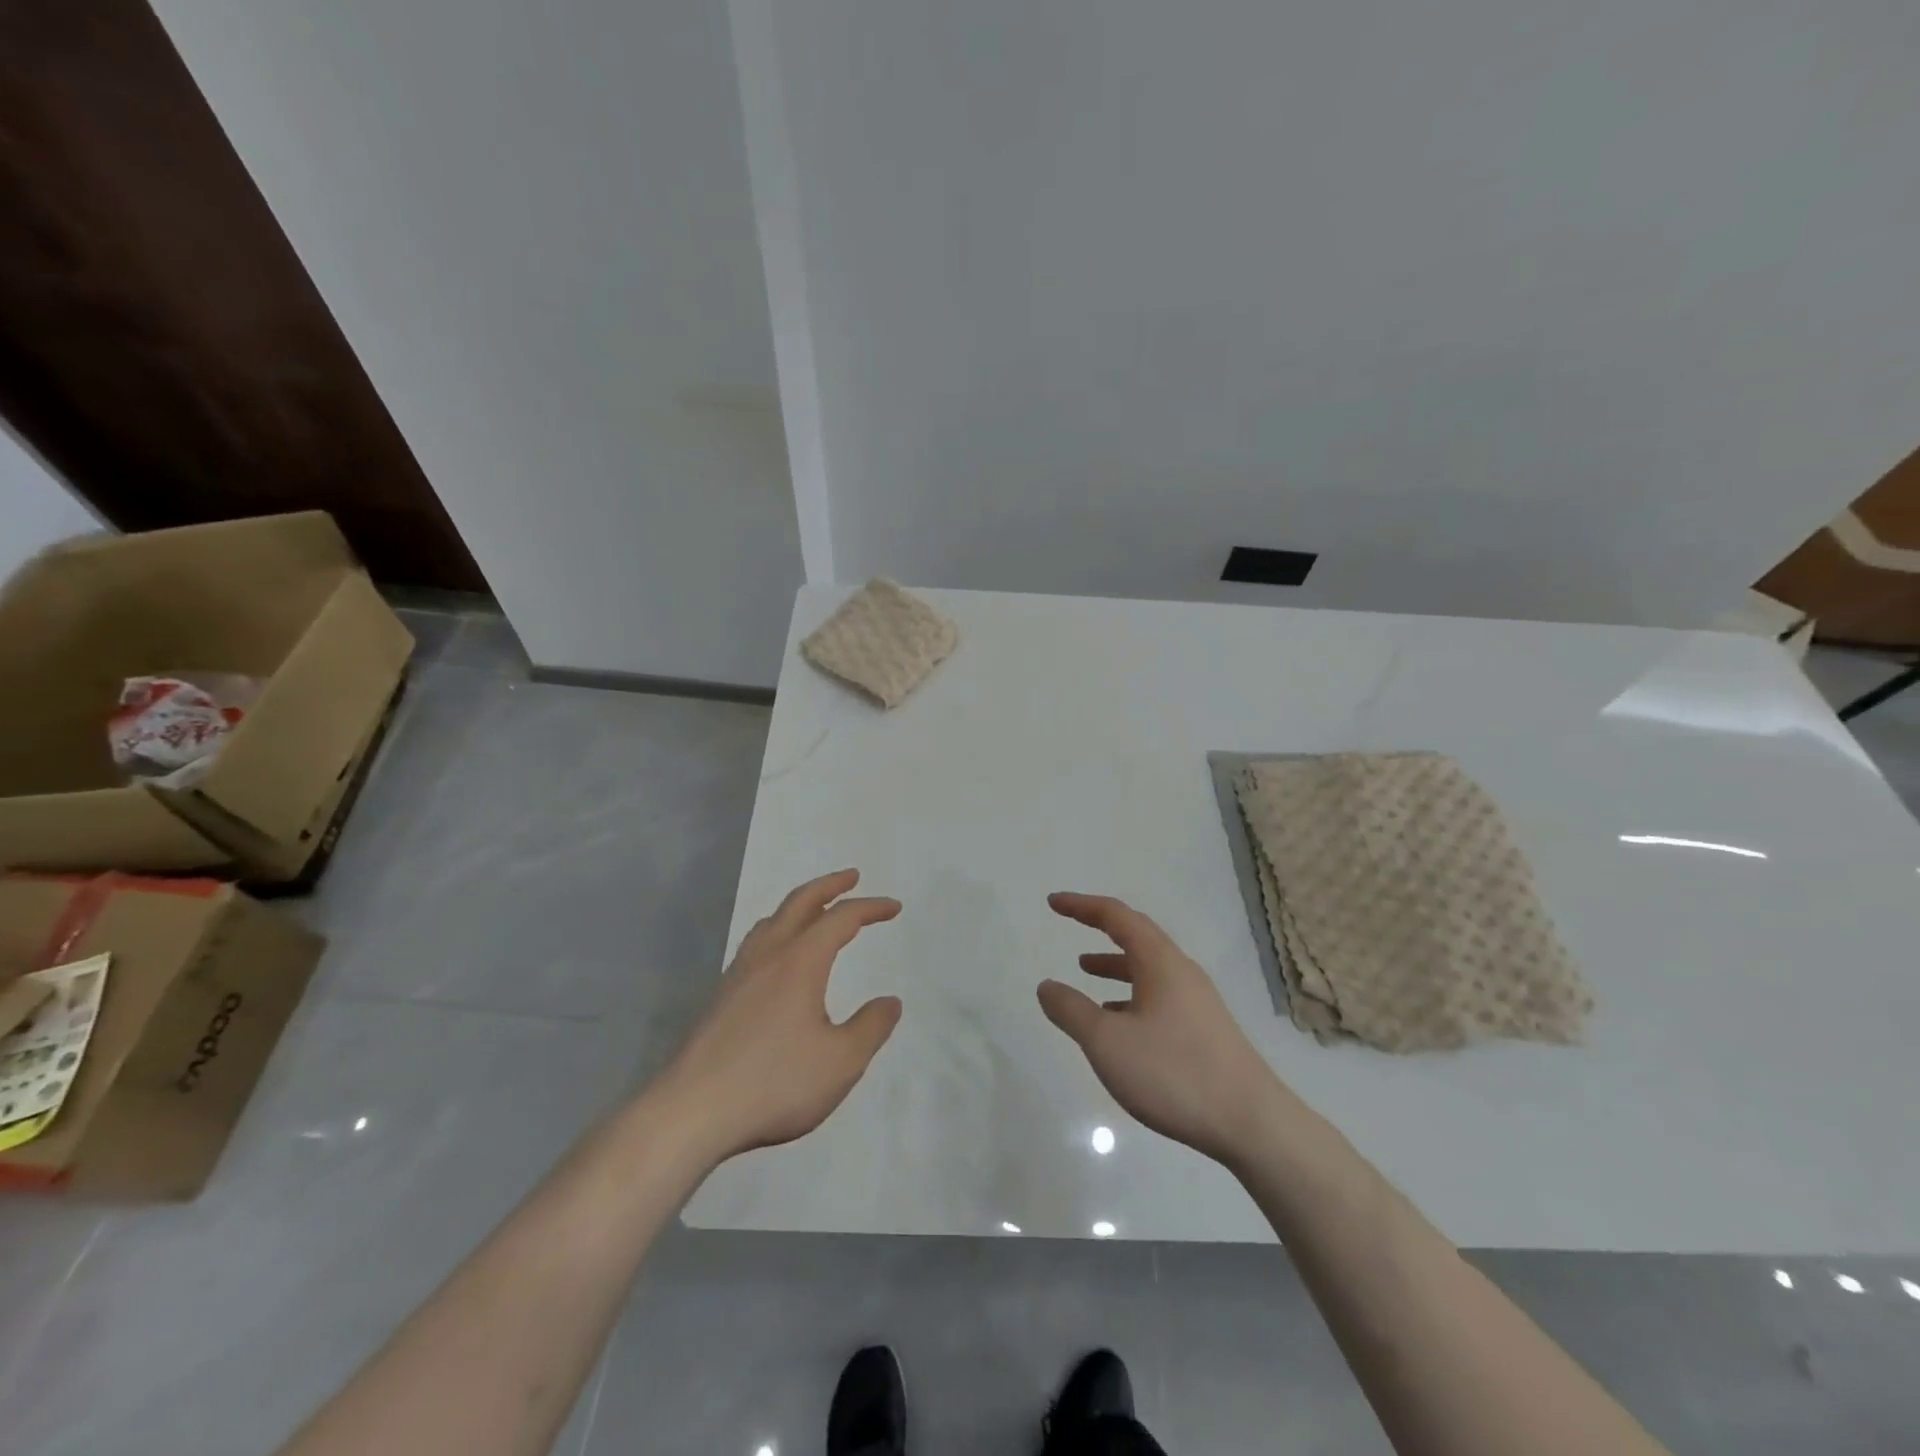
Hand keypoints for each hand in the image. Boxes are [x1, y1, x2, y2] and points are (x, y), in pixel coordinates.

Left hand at [659, 870, 901, 1164]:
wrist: (691, 1112)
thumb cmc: (774, 1083)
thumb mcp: (841, 1062)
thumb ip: (871, 1027)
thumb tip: (890, 1002)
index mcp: (800, 961)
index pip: (841, 918)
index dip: (870, 907)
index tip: (894, 908)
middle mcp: (768, 956)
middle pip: (800, 903)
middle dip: (829, 885)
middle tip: (852, 876)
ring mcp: (738, 974)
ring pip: (771, 921)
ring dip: (799, 906)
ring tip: (815, 911)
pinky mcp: (720, 998)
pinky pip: (755, 944)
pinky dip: (778, 931)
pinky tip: (778, 959)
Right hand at [1038, 892, 1286, 1166]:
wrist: (1253, 1124)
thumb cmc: (1174, 1073)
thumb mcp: (1107, 1043)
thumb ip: (1072, 1011)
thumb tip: (1047, 986)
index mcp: (1160, 962)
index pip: (1116, 916)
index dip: (1081, 905)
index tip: (1053, 902)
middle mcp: (1181, 971)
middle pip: (1137, 935)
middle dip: (1100, 926)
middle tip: (1070, 922)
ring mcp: (1197, 1001)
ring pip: (1149, 967)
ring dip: (1115, 962)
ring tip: (1085, 970)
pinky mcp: (1205, 1029)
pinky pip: (1159, 994)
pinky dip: (1131, 993)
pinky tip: (1118, 1022)